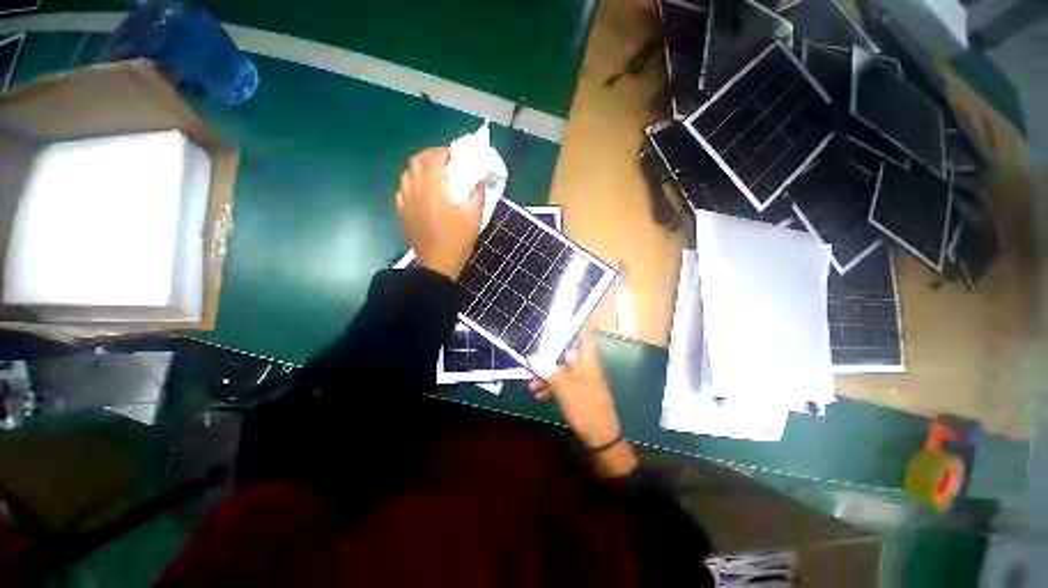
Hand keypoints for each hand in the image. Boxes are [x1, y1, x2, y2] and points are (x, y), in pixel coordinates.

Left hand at [396, 148, 483, 279]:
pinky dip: (412, 183)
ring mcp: (406, 201)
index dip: (444, 152)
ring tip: (434, 175)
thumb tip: (479, 179)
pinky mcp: (403, 212)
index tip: (456, 155)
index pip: (433, 158)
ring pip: (407, 174)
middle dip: (431, 156)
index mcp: (433, 189)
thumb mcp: (474, 217)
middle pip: (416, 161)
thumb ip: (477, 194)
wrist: (437, 264)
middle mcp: (415, 190)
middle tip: (446, 162)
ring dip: (420, 168)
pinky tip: (422, 192)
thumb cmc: (457, 240)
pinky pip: (403, 189)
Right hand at [530, 331, 637, 476]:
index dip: (575, 327)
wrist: (600, 436)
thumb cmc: (584, 405)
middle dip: (548, 360)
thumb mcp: (563, 386)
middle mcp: (586, 367)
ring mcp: (583, 381)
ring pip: (562, 372)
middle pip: (566, 356)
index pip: (584, 336)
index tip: (561, 322)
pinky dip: (553, 387)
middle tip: (532, 365)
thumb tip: (532, 356)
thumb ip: (547, 369)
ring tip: (531, 384)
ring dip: (547, 376)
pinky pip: (564, 385)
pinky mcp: (580, 393)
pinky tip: (540, 395)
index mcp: (587, 360)